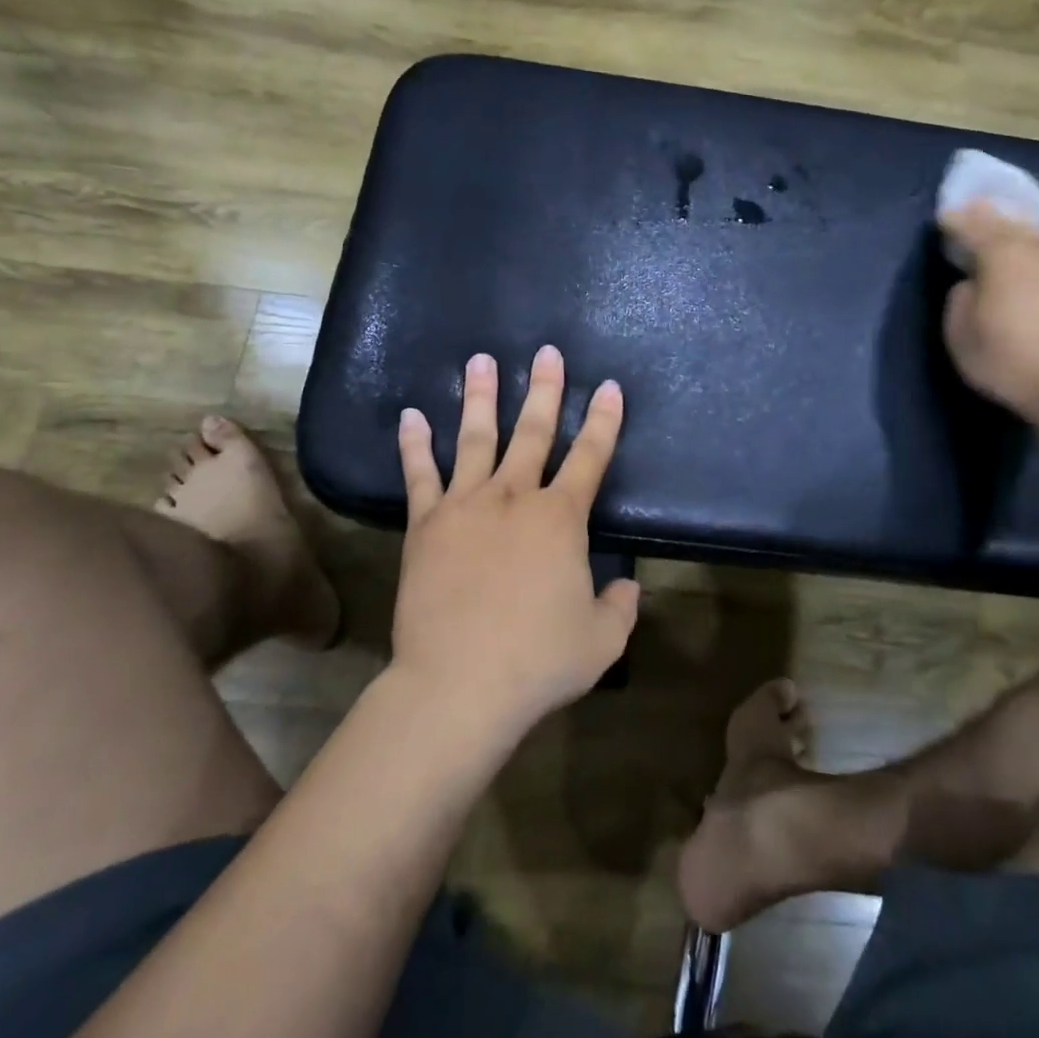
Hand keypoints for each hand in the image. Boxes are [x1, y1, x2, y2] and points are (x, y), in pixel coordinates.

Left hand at [394, 346, 637, 736]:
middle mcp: (514, 498)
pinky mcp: (426, 525)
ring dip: (480, 397)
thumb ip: (620, 607)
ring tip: (481, 361)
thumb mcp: (601, 641)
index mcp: (560, 519)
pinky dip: (414, 444)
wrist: (459, 684)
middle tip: (547, 353)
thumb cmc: (537, 661)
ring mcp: (465, 506)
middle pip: (533, 433)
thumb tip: (627, 587)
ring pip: (476, 439)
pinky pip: (419, 475)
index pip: (590, 457)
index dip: (604, 421)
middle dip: (544, 390)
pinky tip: (411, 415)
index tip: (609, 387)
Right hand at [938, 201, 1038, 437]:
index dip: (954, 220)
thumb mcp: (960, 334)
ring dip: (1022, 234)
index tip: (943, 218)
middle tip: (975, 211)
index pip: (972, 224)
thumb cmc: (1011, 360)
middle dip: (990, 216)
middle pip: (1011, 222)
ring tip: (1010, 237)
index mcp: (1003, 252)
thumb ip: (960, 298)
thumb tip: (972, 283)